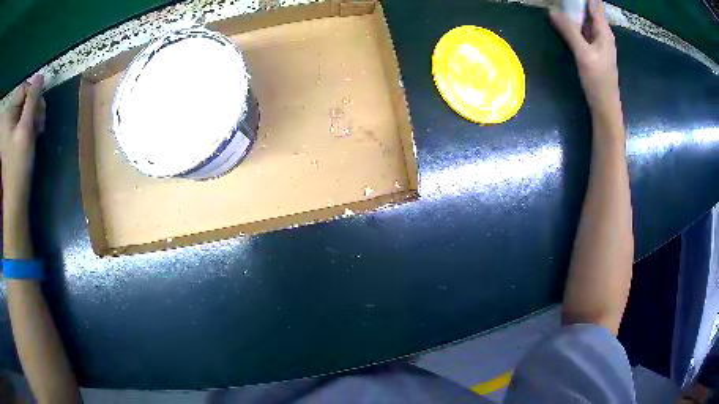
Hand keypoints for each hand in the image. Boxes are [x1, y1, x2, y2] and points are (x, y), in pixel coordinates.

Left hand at [0, 75, 44, 206]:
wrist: (15, 197)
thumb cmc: (17, 165)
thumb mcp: (26, 129)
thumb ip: (32, 100)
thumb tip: (40, 76)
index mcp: (8, 115)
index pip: (24, 88)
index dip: (32, 96)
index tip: (37, 111)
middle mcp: (8, 117)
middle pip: (24, 98)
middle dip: (33, 106)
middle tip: (39, 121)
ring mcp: (8, 128)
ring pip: (24, 108)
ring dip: (33, 115)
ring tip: (37, 129)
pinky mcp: (10, 136)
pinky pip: (22, 118)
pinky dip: (29, 122)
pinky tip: (33, 132)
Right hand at [550, 0, 619, 114]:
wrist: (605, 107)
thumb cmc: (598, 81)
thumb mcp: (583, 54)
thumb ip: (569, 31)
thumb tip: (552, 11)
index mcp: (603, 31)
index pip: (594, 5)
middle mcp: (601, 33)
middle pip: (589, 10)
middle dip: (576, 3)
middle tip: (561, 1)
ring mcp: (597, 42)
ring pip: (584, 19)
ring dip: (573, 12)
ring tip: (560, 6)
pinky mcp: (591, 49)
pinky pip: (582, 30)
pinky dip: (573, 23)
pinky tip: (564, 22)